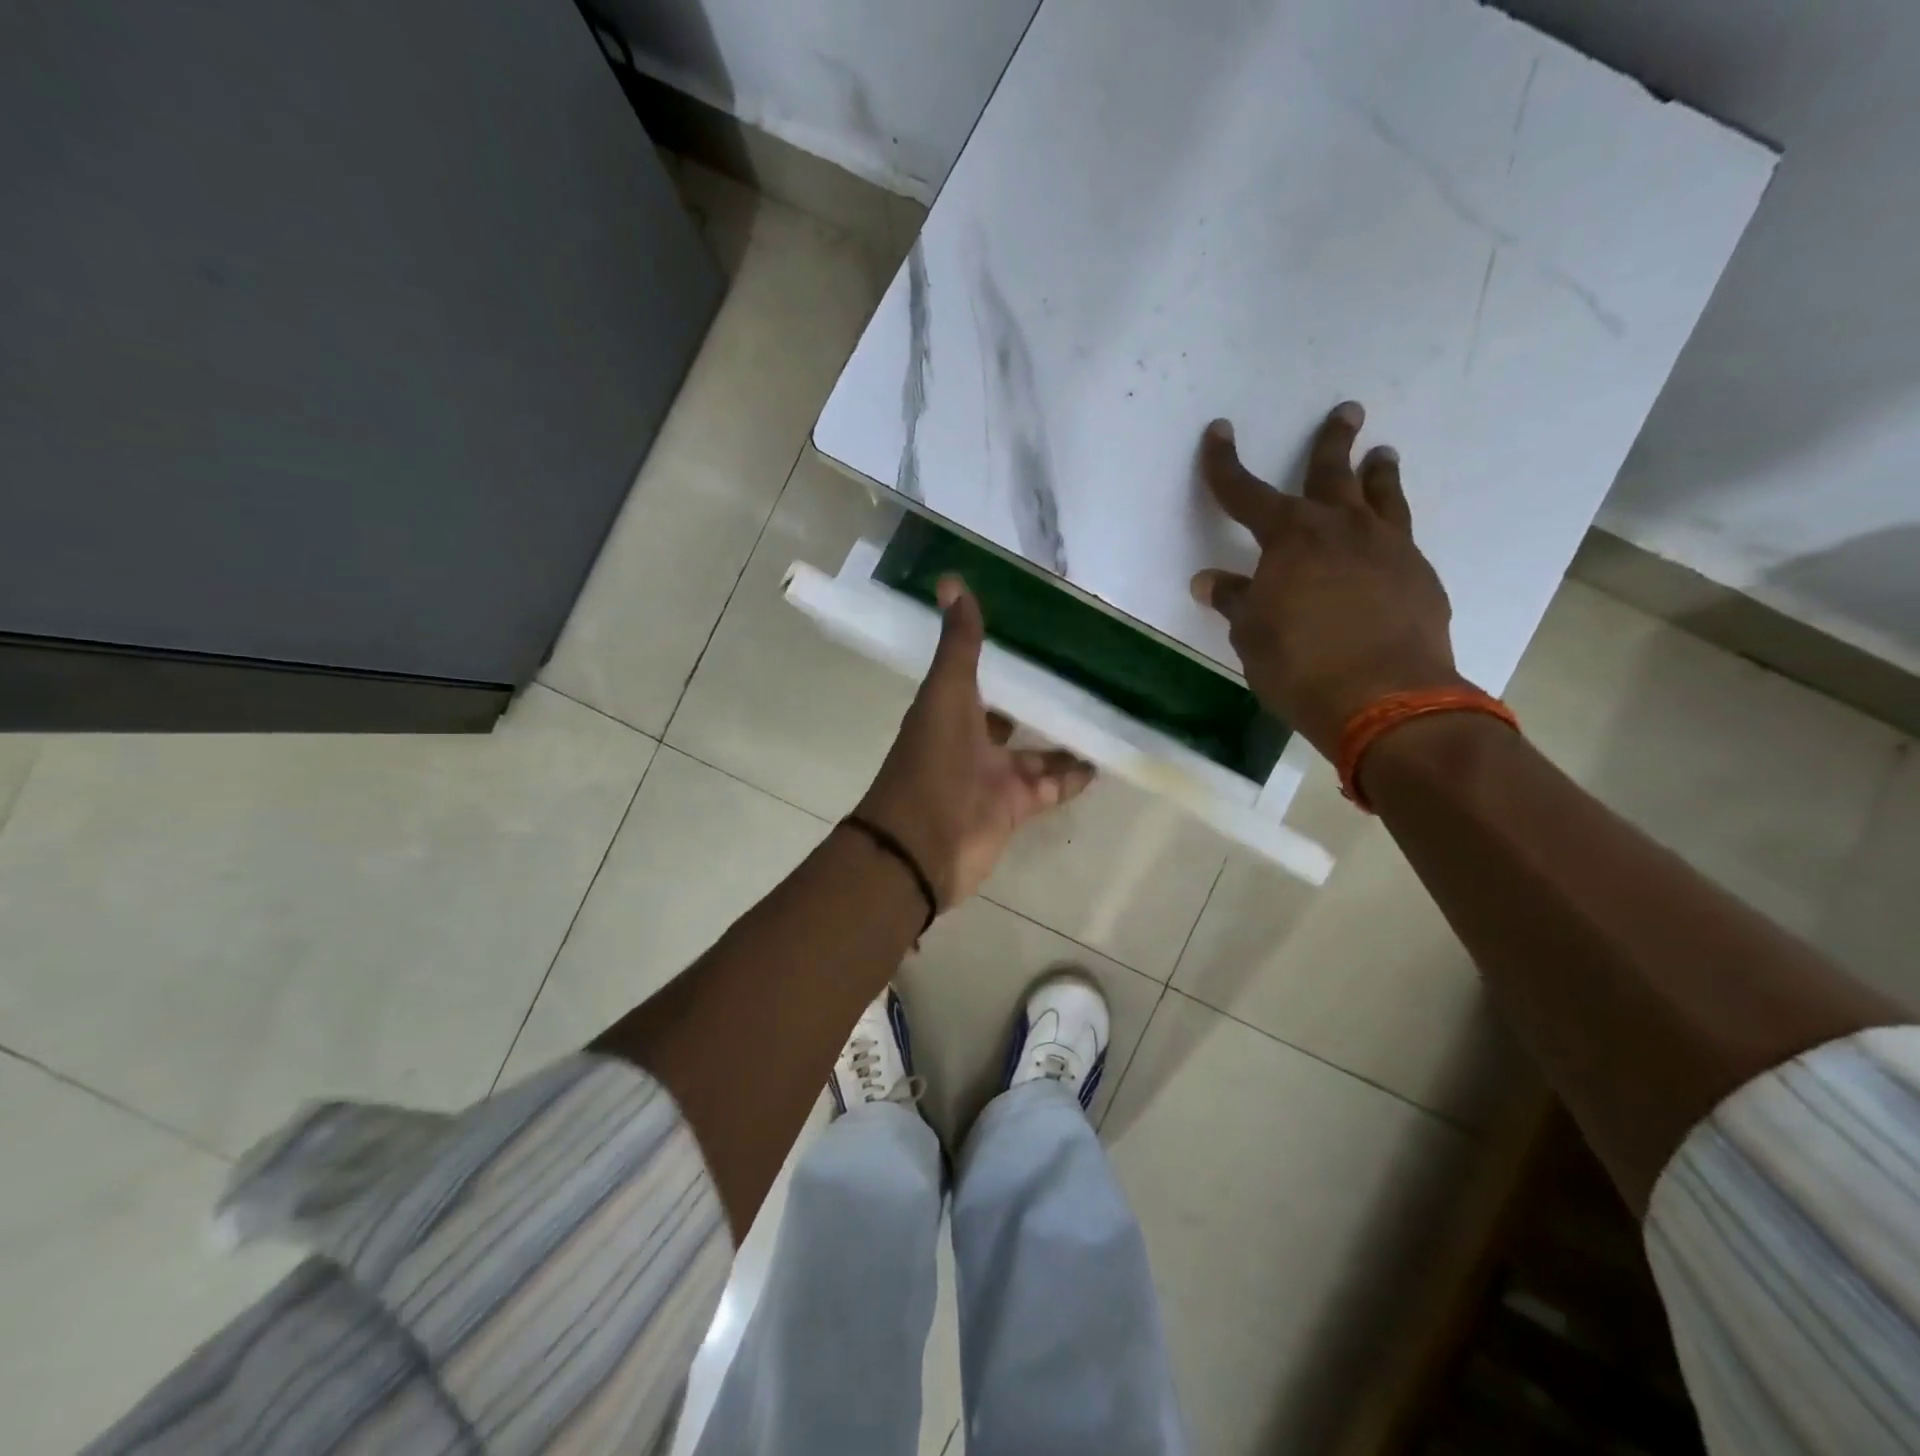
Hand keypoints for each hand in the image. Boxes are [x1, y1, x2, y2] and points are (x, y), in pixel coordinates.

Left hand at [856, 577, 1094, 908]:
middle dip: (1041, 700)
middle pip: (1012, 716)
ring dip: (1065, 738)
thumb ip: (958, 645)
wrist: (923, 847)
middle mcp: (972, 740)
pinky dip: (1075, 775)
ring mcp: (995, 776)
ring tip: (1106, 711)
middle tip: (1086, 672)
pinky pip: (1052, 785)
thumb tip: (951, 580)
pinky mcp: (1016, 807)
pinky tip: (1105, 757)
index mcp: (951, 710)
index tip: (1041, 634)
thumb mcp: (947, 695)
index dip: (1005, 660)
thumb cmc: (932, 764)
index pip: (981, 678)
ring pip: (1037, 752)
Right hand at [1191, 401, 1463, 757]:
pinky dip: (1392, 524)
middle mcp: (1341, 529)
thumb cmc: (1300, 666)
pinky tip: (1389, 534)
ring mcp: (1388, 548)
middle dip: (1332, 441)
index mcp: (1290, 538)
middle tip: (1346, 410)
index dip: (1225, 464)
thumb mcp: (1252, 635)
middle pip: (1333, 473)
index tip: (1219, 432)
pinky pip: (1403, 534)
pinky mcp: (1420, 574)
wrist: (1386, 699)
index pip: (1245, 493)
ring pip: (1382, 495)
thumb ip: (1236, 601)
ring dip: (1378, 472)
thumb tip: (1211, 582)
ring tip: (1383, 454)